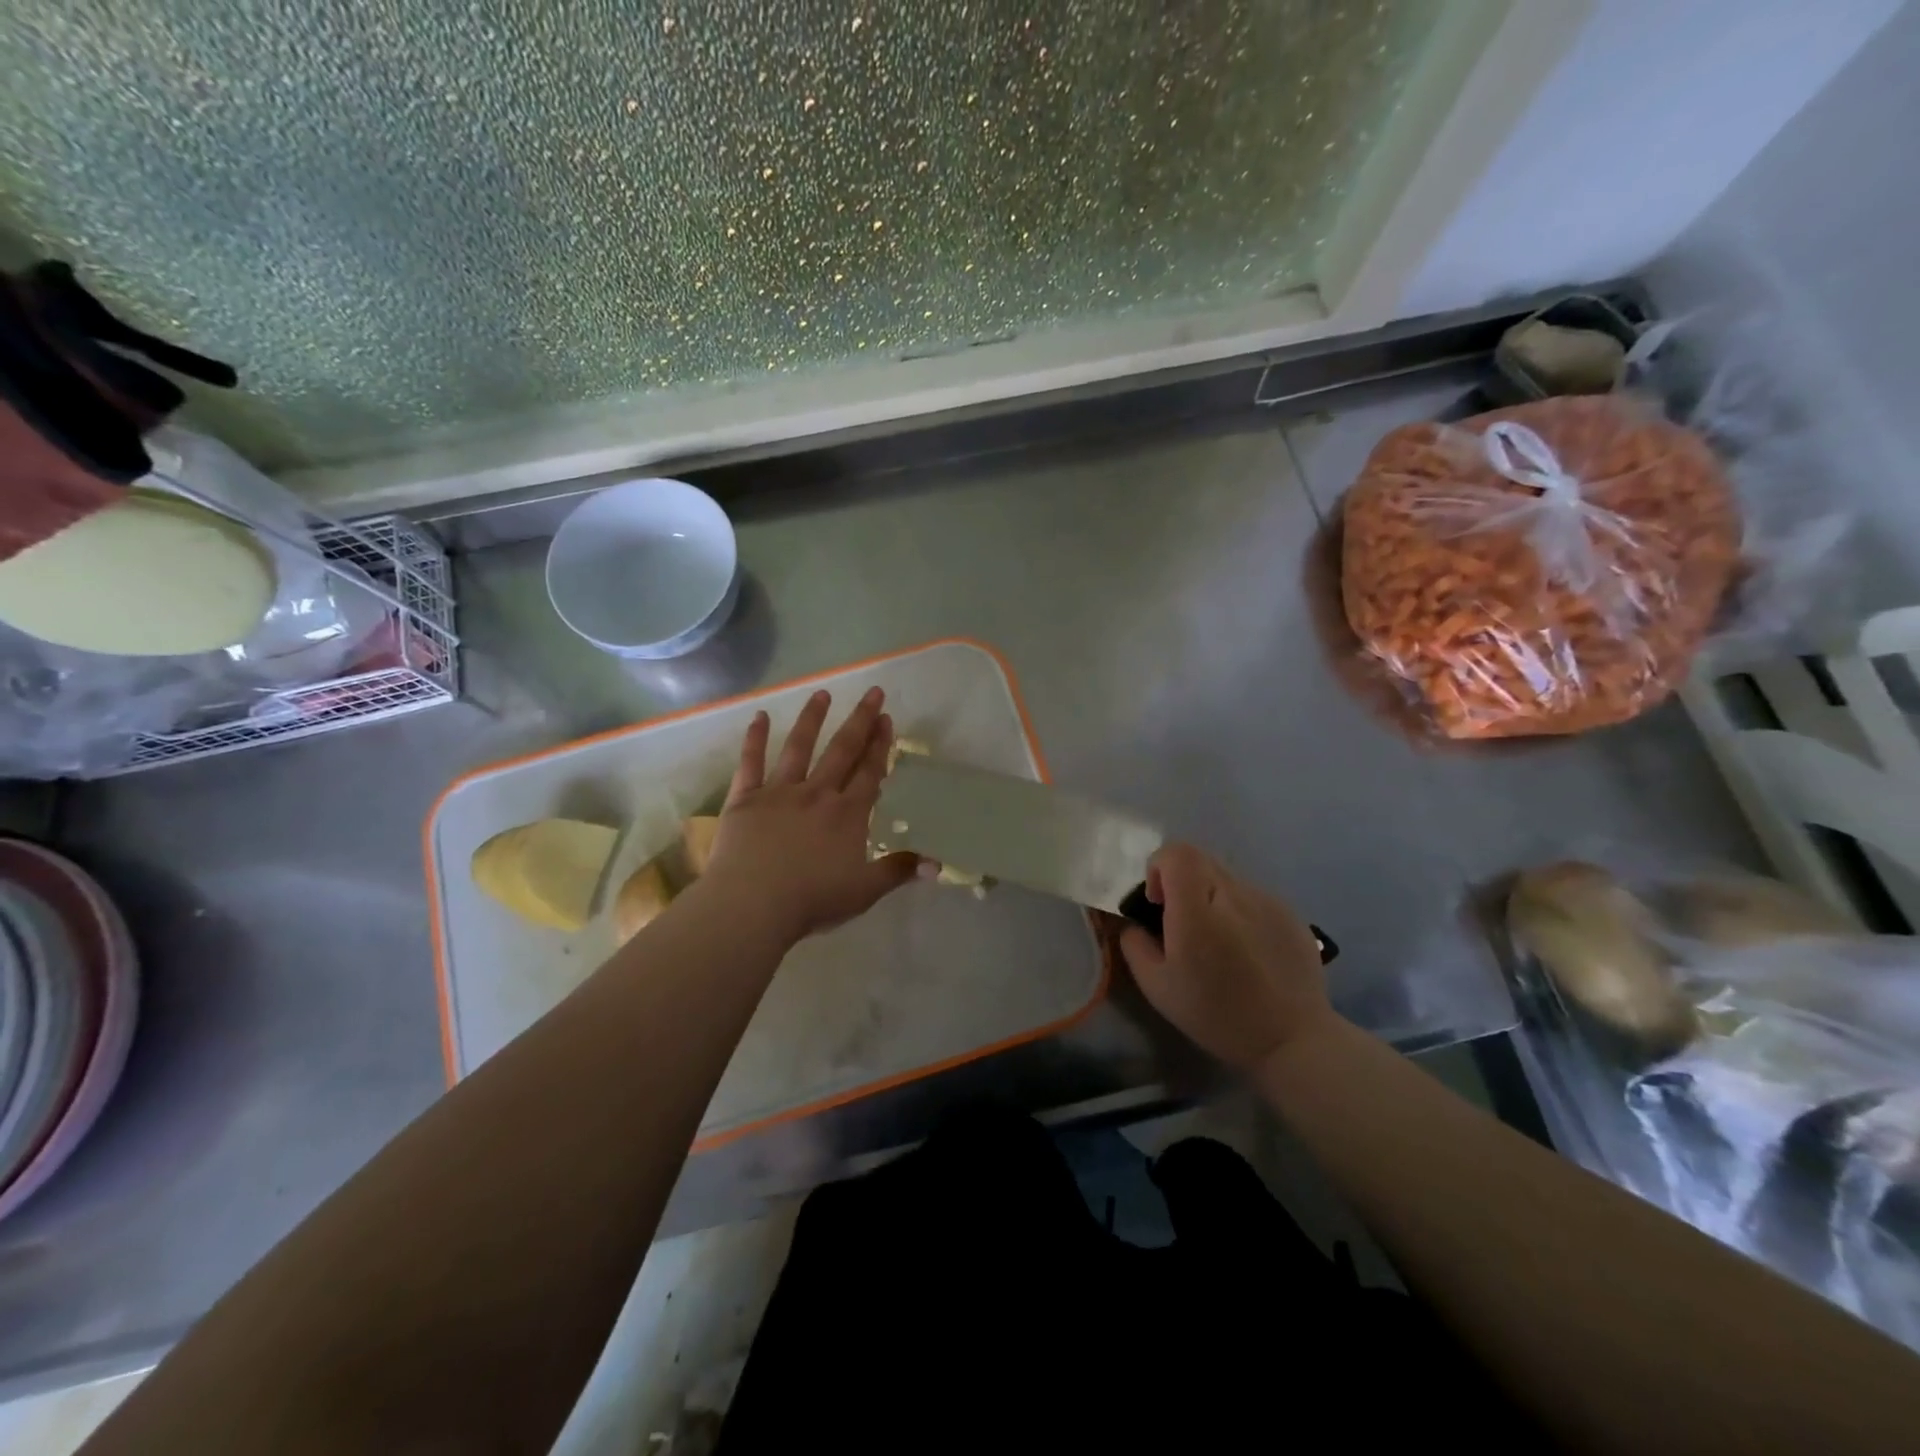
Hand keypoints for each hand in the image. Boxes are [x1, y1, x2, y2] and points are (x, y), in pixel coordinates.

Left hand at [703, 687, 919, 943]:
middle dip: (859, 721)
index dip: (880, 745)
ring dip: (812, 719)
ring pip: (799, 748)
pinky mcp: (745, 799)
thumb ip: (898, 872)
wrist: (753, 904)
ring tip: (822, 693)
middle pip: (842, 751)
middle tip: (872, 693)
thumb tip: (937, 865)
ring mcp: (779, 792)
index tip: (887, 718)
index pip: (869, 772)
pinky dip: (755, 739)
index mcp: (847, 814)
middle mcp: (817, 794)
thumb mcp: (864, 891)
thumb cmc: (812, 900)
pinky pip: (750, 763)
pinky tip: (760, 716)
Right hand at [1119, 842, 1335, 1070]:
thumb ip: (1135, 945)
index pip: (1177, 853)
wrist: (1292, 1040)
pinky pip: (1253, 897)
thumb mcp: (1158, 988)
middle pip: (1200, 860)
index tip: (1158, 901)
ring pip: (1227, 879)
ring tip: (1218, 941)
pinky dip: (1239, 912)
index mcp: (1197, 911)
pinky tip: (1247, 951)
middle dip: (1182, 882)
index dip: (1159, 866)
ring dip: (1212, 898)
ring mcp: (1267, 901)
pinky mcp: (1291, 913)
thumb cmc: (1216, 1015)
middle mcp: (1234, 895)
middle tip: (1183, 922)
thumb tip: (1135, 923)